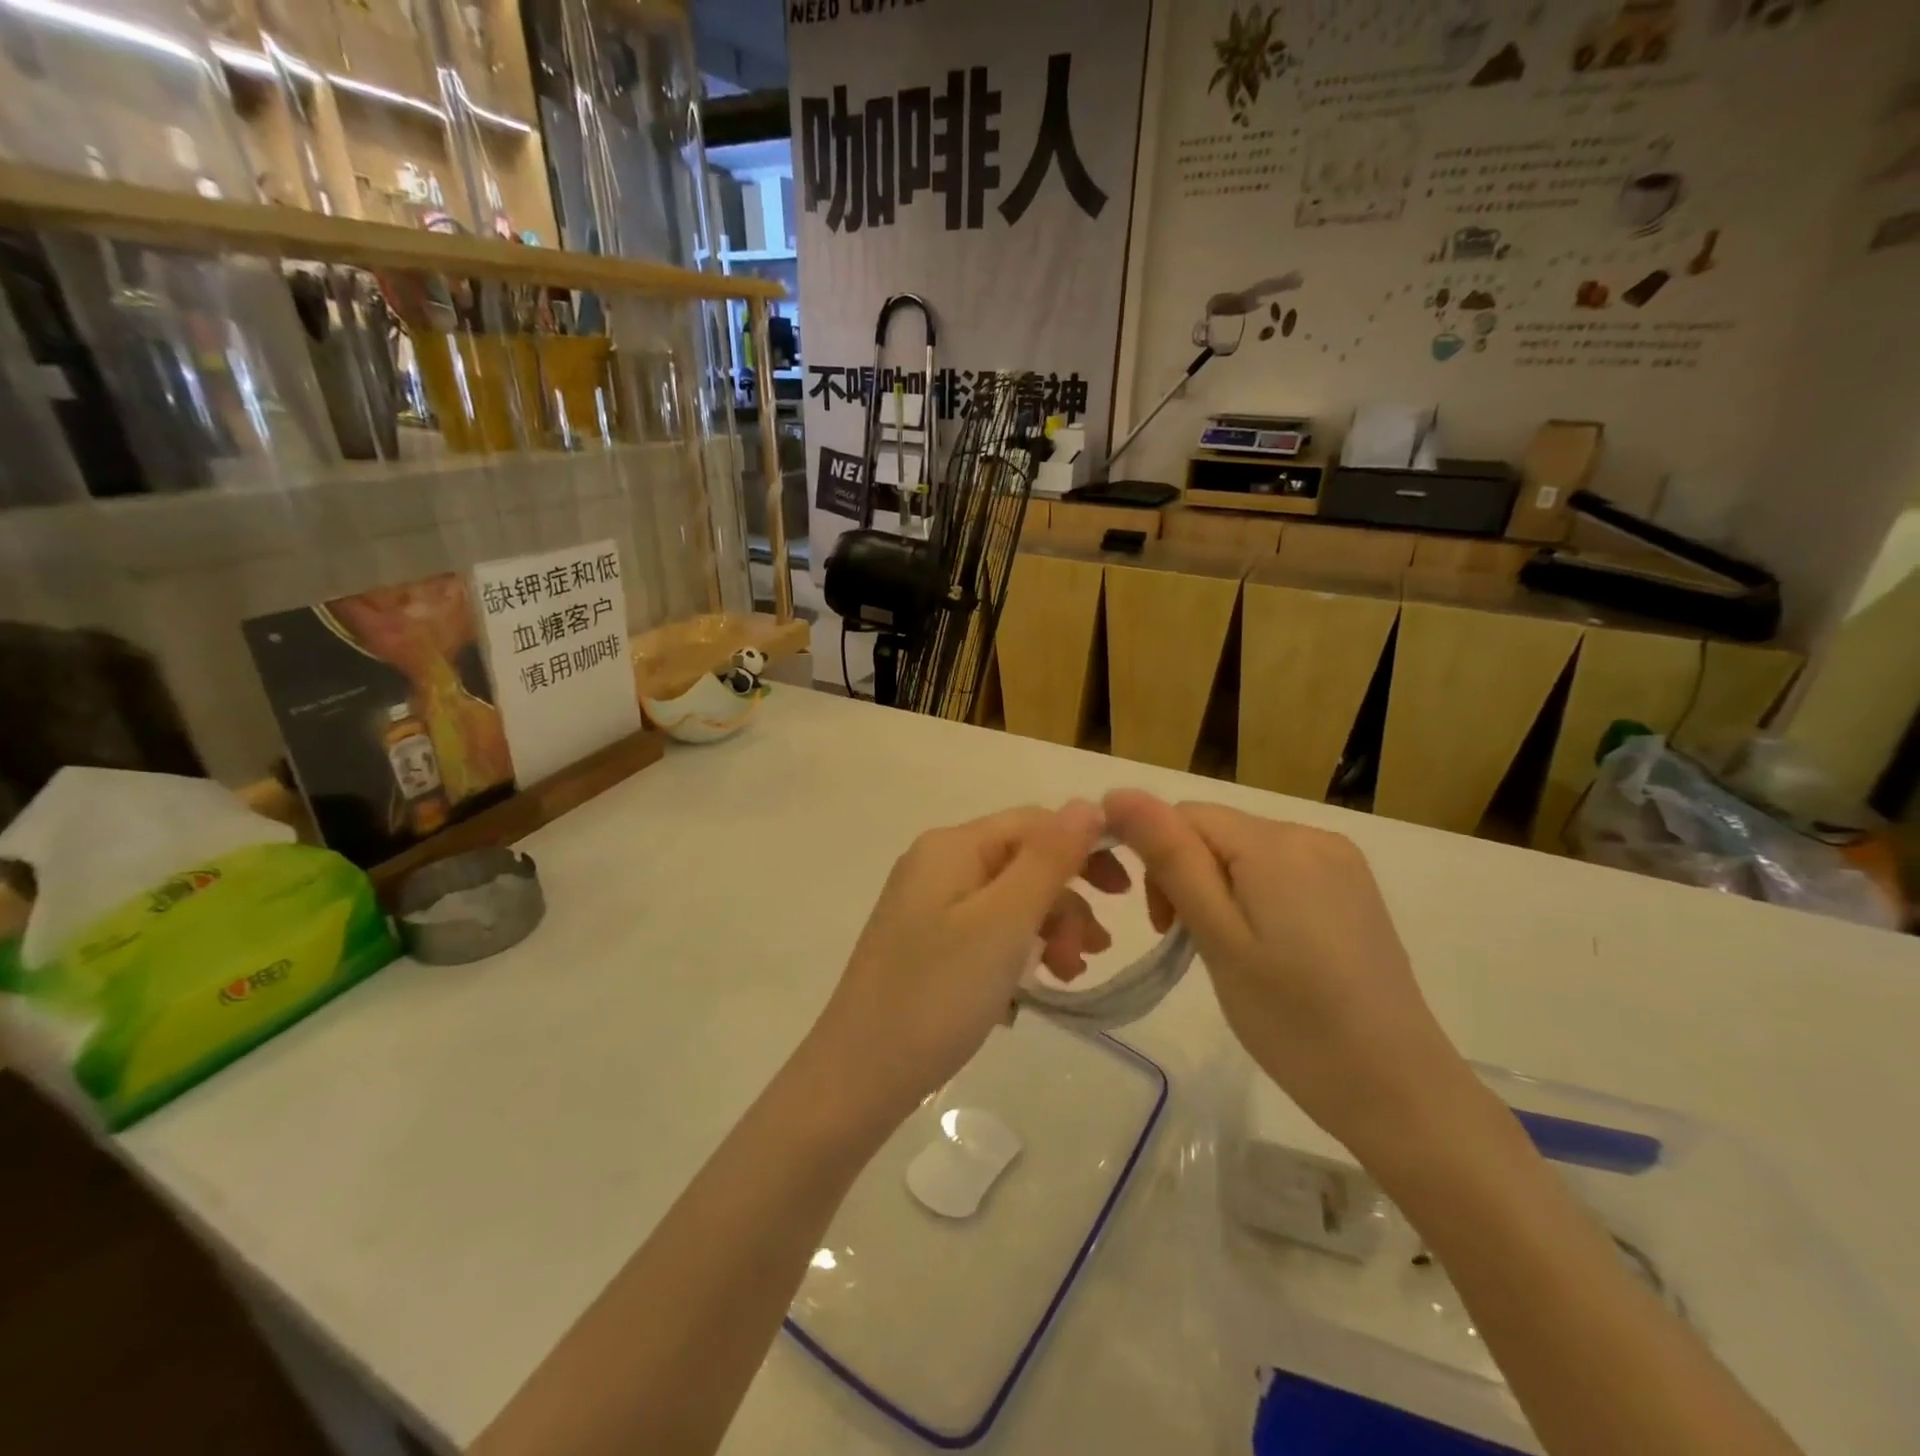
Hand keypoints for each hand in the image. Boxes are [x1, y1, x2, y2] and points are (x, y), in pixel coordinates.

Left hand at [800, 802, 1111, 1129]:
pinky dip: (1015, 956)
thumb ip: (1049, 859)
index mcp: (951, 846)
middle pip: (1022, 863)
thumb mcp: (1004, 921)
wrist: (858, 1077)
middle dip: (1065, 903)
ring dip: (1046, 933)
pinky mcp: (926, 945)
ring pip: (1008, 902)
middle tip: (1092, 953)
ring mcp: (927, 907)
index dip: (1083, 849)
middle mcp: (937, 865)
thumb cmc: (938, 993)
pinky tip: (1025, 996)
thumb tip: (1087, 804)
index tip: (1125, 895)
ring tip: (1065, 978)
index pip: (1033, 823)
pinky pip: (986, 934)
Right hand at [1102, 790, 1473, 1151]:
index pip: (1185, 815)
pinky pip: (1280, 870)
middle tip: (1192, 945)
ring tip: (1230, 952)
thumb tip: (1119, 793)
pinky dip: (1254, 897)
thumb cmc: (1293, 1019)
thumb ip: (1170, 858)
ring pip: (1245, 851)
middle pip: (1217, 831)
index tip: (1164, 926)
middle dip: (1187, 876)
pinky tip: (1268, 947)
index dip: (1157, 859)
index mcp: (1276, 843)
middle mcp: (1312, 835)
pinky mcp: (1353, 888)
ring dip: (1218, 889)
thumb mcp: (1218, 938)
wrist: (1398, 1090)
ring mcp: (1339, 861)